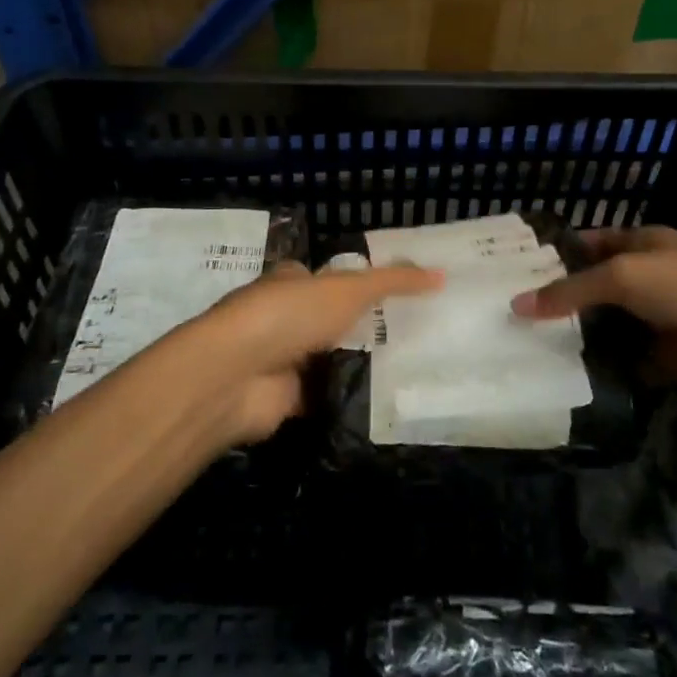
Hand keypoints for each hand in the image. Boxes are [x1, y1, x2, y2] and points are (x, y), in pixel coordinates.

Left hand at [187, 261, 442, 443]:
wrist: (236, 375)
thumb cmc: (289, 316)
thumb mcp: (349, 289)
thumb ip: (393, 282)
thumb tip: (440, 274)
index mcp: (290, 282)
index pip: (327, 278)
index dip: (358, 284)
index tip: (400, 296)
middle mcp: (283, 318)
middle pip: (330, 321)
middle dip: (363, 329)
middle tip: (415, 335)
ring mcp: (283, 360)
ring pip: (329, 359)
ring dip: (357, 365)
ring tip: (411, 368)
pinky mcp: (286, 399)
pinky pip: (326, 396)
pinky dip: (347, 399)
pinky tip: (385, 402)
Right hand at [510, 226, 676, 394]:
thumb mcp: (624, 276)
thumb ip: (571, 291)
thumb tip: (518, 304)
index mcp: (634, 247)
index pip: (583, 247)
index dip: (549, 257)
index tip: (508, 274)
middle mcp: (640, 282)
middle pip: (590, 293)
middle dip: (555, 305)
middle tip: (505, 322)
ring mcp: (652, 323)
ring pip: (604, 332)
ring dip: (575, 343)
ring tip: (523, 356)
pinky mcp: (664, 361)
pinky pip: (623, 368)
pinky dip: (602, 377)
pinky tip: (565, 386)